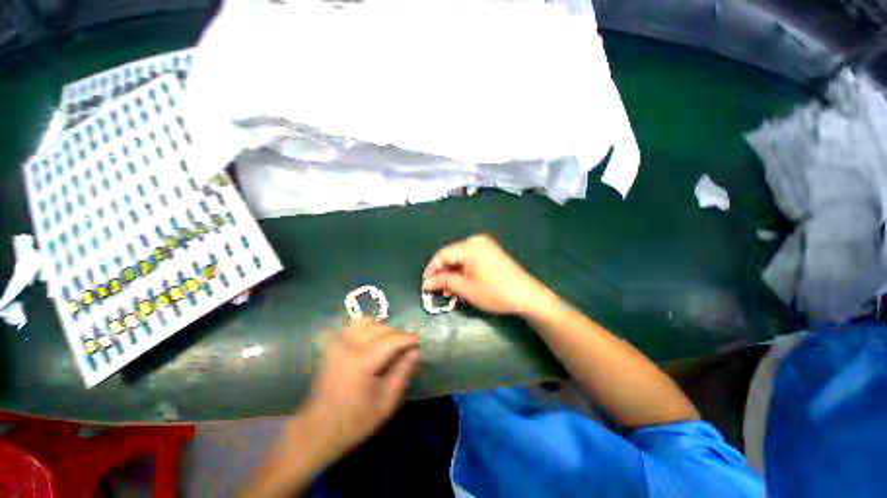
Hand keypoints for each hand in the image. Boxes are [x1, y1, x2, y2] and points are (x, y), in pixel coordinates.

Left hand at [300, 319, 419, 460]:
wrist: (317, 430)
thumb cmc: (355, 421)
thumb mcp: (387, 402)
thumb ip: (403, 372)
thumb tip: (416, 351)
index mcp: (362, 362)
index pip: (392, 339)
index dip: (409, 339)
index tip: (419, 344)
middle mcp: (348, 346)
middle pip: (381, 328)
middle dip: (397, 335)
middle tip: (405, 349)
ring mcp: (337, 343)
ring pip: (367, 322)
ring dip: (382, 329)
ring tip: (389, 344)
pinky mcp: (332, 345)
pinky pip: (353, 326)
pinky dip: (367, 329)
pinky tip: (372, 342)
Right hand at [421, 234, 556, 316]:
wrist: (526, 295)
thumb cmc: (494, 292)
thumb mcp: (465, 288)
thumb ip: (444, 282)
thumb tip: (426, 283)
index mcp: (470, 246)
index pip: (442, 254)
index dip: (431, 269)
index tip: (425, 285)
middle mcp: (476, 241)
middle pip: (451, 255)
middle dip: (442, 273)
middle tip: (436, 290)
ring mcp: (485, 245)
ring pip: (460, 258)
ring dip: (452, 273)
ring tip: (447, 290)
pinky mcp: (491, 252)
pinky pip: (470, 259)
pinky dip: (463, 270)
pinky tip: (460, 283)